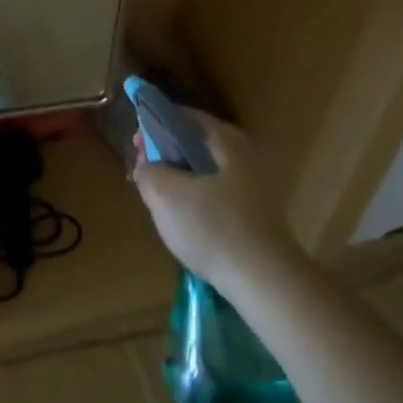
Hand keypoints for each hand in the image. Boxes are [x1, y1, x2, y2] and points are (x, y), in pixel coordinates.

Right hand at [133, 107, 304, 292]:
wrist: (267, 285)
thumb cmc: (213, 228)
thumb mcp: (164, 194)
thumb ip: (147, 171)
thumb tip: (147, 167)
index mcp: (225, 139)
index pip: (181, 117)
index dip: (153, 127)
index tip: (135, 147)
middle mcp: (244, 156)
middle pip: (194, 145)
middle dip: (165, 156)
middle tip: (144, 174)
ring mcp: (254, 189)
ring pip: (205, 174)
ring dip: (179, 182)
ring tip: (159, 202)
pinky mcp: (257, 219)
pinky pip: (217, 199)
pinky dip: (197, 204)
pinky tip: (184, 225)